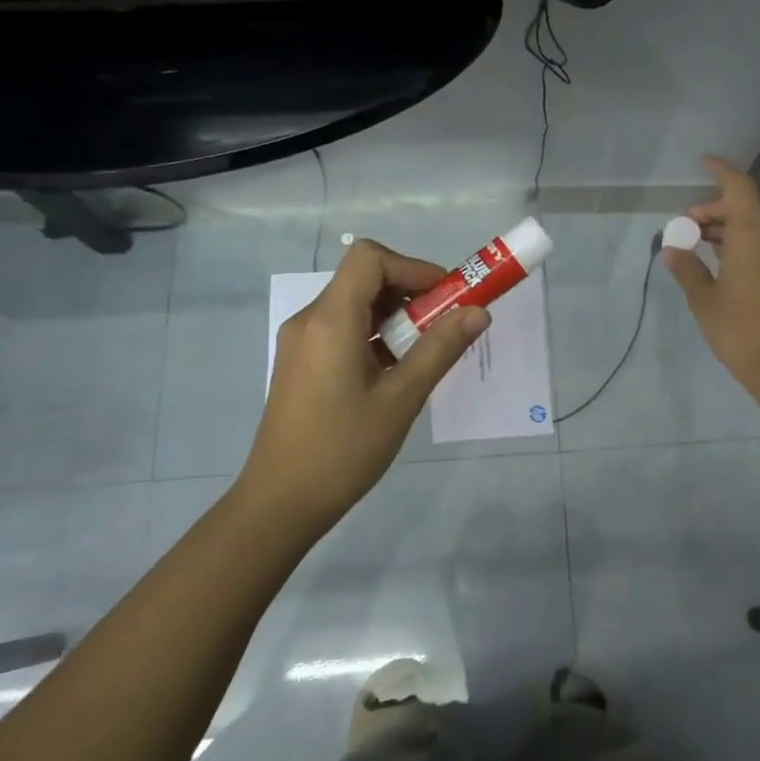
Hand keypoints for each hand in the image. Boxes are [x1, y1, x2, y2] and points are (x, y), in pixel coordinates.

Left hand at [237, 240, 488, 536]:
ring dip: (395, 316)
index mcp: (330, 320)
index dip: (412, 267)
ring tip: (424, 353)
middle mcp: (310, 320)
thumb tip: (478, 311)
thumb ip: (440, 349)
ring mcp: (301, 341)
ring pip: (355, 304)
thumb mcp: (401, 399)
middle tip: (445, 326)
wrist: (281, 503)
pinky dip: (375, 335)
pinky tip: (395, 372)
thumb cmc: (343, 450)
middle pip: (364, 278)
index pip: (370, 258)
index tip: (446, 297)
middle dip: (411, 293)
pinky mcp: (301, 362)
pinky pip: (343, 329)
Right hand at [662, 156, 759, 398]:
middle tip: (687, 229)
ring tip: (700, 246)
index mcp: (753, 235)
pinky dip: (744, 243)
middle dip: (715, 210)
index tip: (703, 163)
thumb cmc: (740, 329)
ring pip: (757, 227)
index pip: (738, 187)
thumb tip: (672, 249)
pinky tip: (723, 264)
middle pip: (745, 207)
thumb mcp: (703, 299)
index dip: (721, 171)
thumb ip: (686, 268)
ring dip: (729, 229)